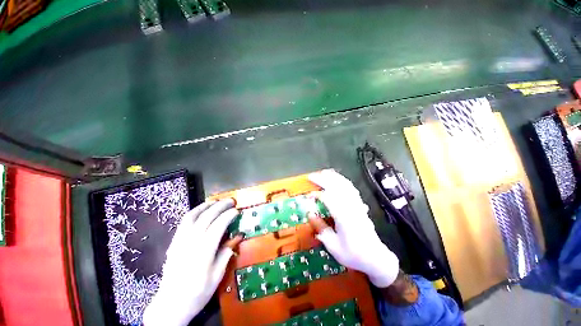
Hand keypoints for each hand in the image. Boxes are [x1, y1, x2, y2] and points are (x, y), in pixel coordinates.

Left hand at [143, 199, 243, 325]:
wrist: (171, 304)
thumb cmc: (197, 293)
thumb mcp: (217, 277)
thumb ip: (226, 254)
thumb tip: (237, 237)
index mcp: (203, 252)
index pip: (218, 226)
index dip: (228, 215)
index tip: (237, 211)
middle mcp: (191, 243)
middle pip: (206, 217)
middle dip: (220, 206)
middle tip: (231, 201)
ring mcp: (180, 241)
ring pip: (193, 216)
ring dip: (207, 205)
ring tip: (217, 201)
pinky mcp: (174, 242)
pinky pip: (184, 222)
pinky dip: (195, 211)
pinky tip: (201, 210)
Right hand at [308, 169, 398, 287]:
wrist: (375, 257)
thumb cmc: (353, 254)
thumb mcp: (333, 246)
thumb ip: (321, 228)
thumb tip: (309, 213)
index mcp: (344, 218)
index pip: (329, 199)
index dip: (317, 195)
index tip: (307, 195)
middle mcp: (352, 208)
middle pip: (337, 188)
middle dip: (323, 180)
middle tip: (311, 176)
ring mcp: (357, 205)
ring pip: (345, 185)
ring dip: (333, 177)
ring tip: (323, 172)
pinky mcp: (360, 205)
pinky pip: (352, 189)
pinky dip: (343, 181)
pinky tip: (338, 179)